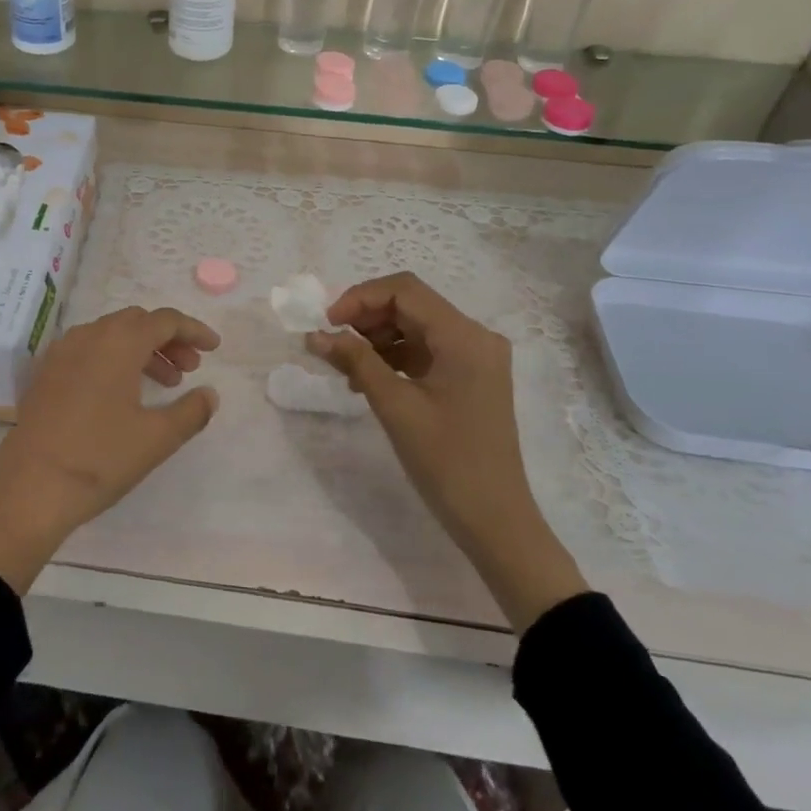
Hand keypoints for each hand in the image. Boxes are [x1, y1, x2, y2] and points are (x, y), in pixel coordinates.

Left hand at [0, 307, 220, 591]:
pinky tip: (123, 393)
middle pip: (136, 322)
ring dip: (142, 350)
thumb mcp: (156, 438)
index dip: (193, 330)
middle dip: (168, 340)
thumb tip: (209, 395)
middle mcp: (88, 336)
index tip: (214, 348)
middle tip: (189, 369)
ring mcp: (61, 353)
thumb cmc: (100, 458)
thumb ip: (191, 411)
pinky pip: (88, 351)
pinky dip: (114, 359)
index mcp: (118, 342)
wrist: (30, 489)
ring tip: (165, 383)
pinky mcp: (46, 374)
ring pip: (111, 336)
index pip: (164, 320)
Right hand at [308, 272, 586, 629]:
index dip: (359, 297)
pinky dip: (394, 357)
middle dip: (365, 317)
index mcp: (464, 336)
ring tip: (344, 366)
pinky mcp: (470, 378)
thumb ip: (355, 361)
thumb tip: (315, 335)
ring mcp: (475, 358)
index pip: (404, 291)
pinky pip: (425, 351)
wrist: (494, 520)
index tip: (326, 323)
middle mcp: (475, 337)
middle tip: (330, 342)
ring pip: (415, 327)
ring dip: (376, 338)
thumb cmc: (446, 461)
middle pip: (411, 305)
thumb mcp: (395, 406)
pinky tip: (367, 379)